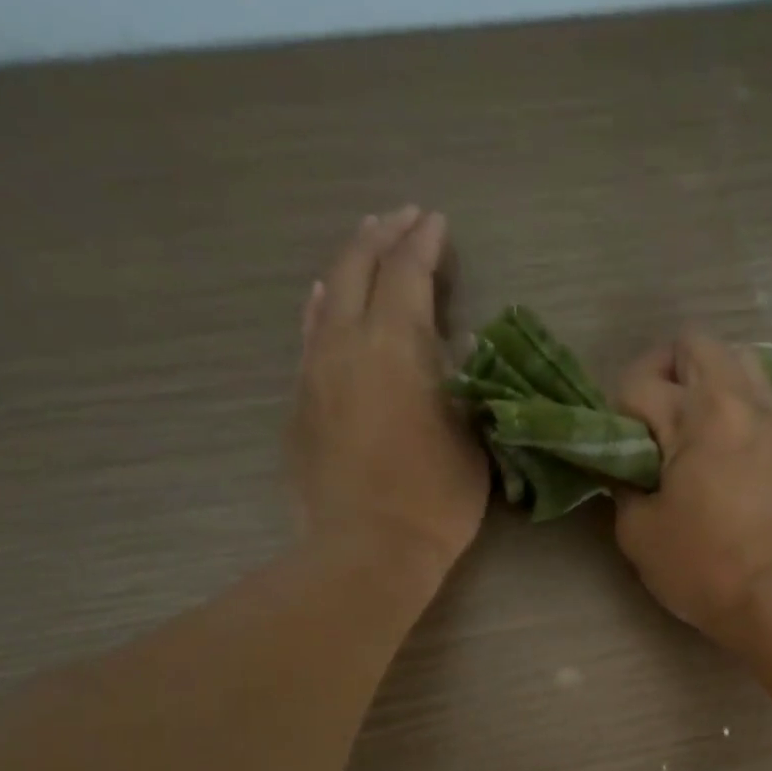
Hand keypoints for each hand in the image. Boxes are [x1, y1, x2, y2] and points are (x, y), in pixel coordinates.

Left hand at [291, 207, 487, 579]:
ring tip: (365, 246)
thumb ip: (463, 385)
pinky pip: (309, 335)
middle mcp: (347, 344)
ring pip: (326, 296)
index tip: (436, 222)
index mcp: (396, 346)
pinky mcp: (299, 403)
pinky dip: (321, 307)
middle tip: (402, 219)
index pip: (407, 274)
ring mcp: (315, 372)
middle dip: (382, 237)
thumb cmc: (434, 500)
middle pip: (357, 269)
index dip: (423, 244)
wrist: (366, 551)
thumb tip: (453, 349)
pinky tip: (323, 300)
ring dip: (348, 265)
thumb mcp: (471, 440)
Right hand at [613, 329, 771, 644]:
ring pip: (742, 360)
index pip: (638, 385)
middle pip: (694, 345)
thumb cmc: (702, 566)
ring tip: (693, 424)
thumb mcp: (637, 532)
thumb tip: (626, 472)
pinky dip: (754, 408)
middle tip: (648, 422)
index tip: (614, 454)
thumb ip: (622, 487)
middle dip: (660, 372)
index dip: (614, 416)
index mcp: (696, 414)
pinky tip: (740, 439)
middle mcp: (740, 401)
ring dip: (710, 379)